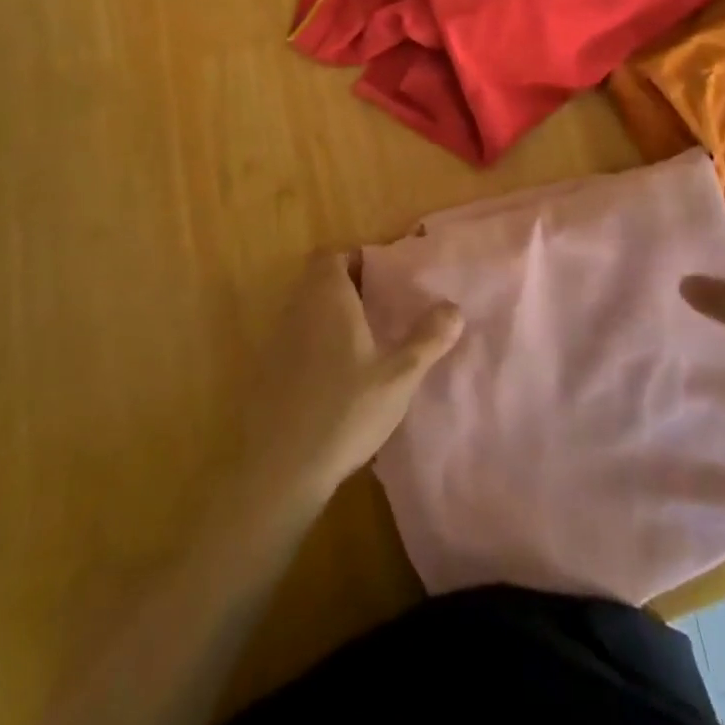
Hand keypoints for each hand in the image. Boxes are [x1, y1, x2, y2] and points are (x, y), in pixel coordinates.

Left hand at [238, 251, 462, 506]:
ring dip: (332, 314)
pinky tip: (340, 373)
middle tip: (382, 305)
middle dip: (348, 285)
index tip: (384, 276)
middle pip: (319, 280)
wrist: (279, 468)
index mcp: (328, 299)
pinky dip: (317, 341)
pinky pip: (297, 337)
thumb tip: (454, 307)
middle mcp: (300, 309)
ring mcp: (279, 340)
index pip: (333, 256)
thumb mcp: (398, 377)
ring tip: (368, 337)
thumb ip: (427, 340)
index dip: (356, 259)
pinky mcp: (270, 370)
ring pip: (307, 308)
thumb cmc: (344, 411)